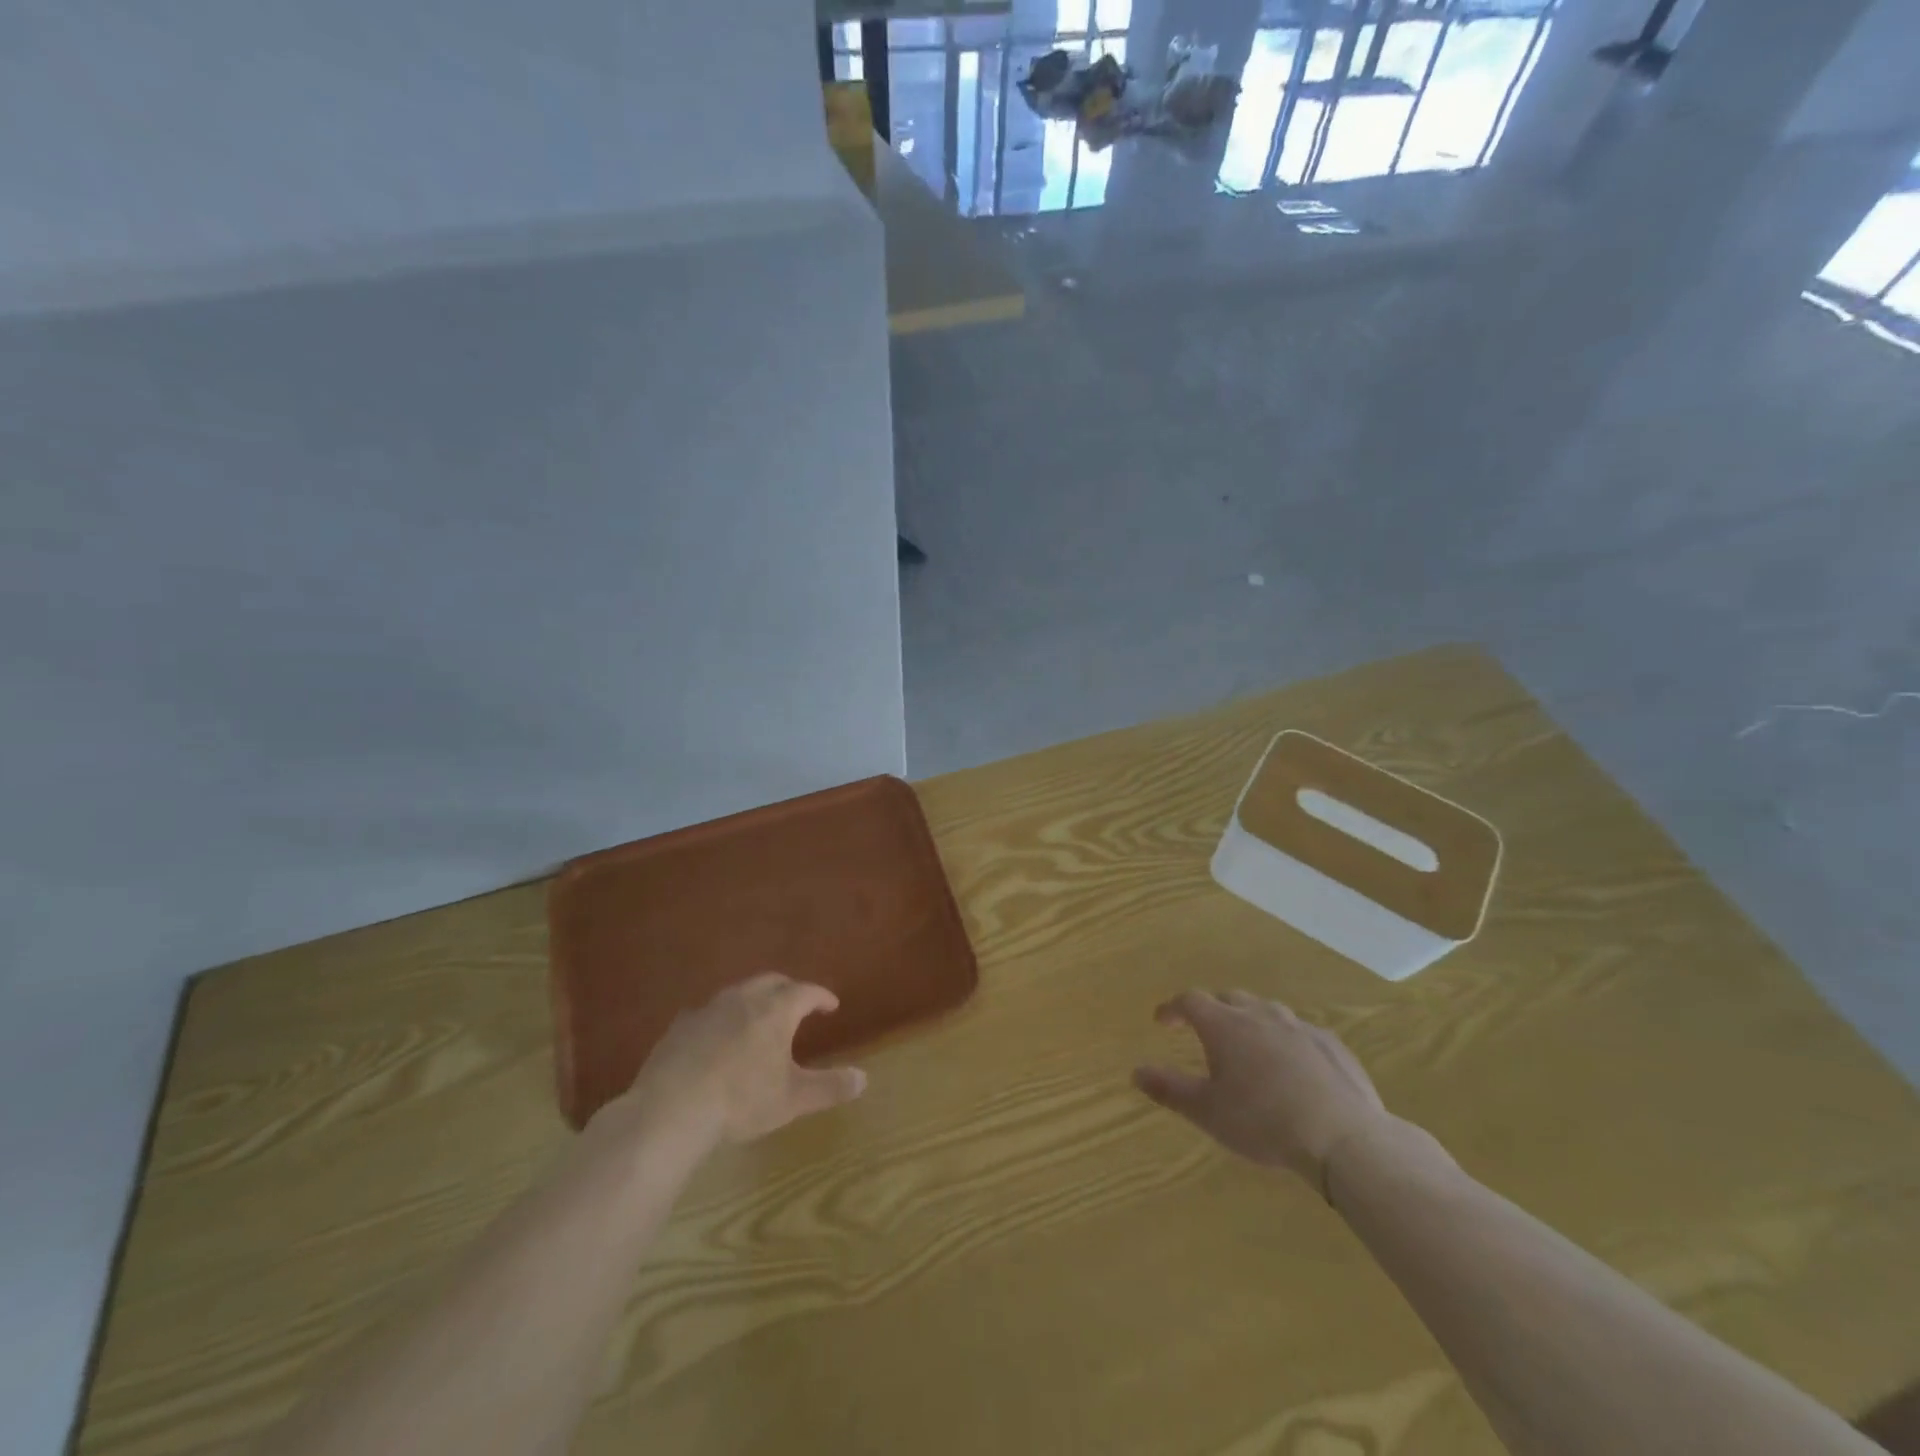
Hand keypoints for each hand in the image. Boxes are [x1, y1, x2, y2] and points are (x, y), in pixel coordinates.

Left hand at [616, 974, 866, 1146]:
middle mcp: (743, 999)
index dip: (821, 996)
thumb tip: (864, 1078)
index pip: (805, 992)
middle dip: (788, 989)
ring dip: (754, 999)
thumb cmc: (741, 1100)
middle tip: (797, 1003)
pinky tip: (716, 1036)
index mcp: (775, 1010)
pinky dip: (721, 1018)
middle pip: (771, 982)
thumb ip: (830, 1087)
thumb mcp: (792, 1099)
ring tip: (759, 1017)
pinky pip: (708, 1012)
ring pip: (738, 992)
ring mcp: (708, 1009)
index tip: (831, 1005)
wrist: (671, 1109)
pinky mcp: (680, 1026)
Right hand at [1133, 990, 1389, 1191]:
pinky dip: (1285, 1039)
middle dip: (1212, 1008)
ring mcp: (1299, 1026)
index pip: (1190, 1001)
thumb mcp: (1207, 1111)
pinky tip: (1291, 1063)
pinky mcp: (1331, 1044)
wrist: (1343, 1137)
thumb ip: (1169, 1089)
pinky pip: (1300, 1031)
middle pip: (1229, 997)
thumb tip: (1136, 1071)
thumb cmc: (1263, 1122)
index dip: (1173, 1008)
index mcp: (1225, 1025)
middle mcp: (1259, 1014)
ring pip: (1266, 1010)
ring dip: (1250, 1019)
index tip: (1162, 1021)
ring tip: (1247, 1043)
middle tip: (1203, 1029)